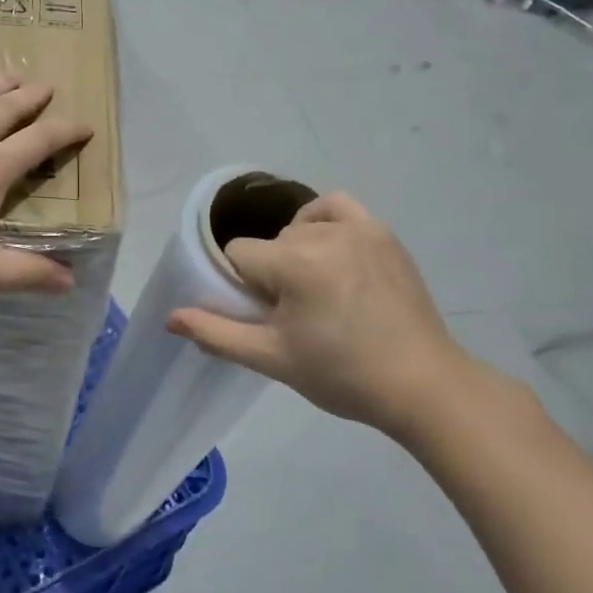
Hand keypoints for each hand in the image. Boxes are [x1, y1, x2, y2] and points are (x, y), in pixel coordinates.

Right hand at [167, 193, 486, 439]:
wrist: (422, 386)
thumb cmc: (341, 375)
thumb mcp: (271, 358)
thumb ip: (216, 332)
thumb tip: (170, 317)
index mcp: (296, 262)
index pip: (238, 255)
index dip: (242, 288)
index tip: (267, 317)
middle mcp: (326, 234)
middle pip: (269, 244)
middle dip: (270, 274)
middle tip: (295, 315)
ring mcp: (360, 229)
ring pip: (298, 227)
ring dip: (294, 251)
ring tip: (313, 288)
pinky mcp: (383, 234)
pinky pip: (337, 207)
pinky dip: (322, 220)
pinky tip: (326, 249)